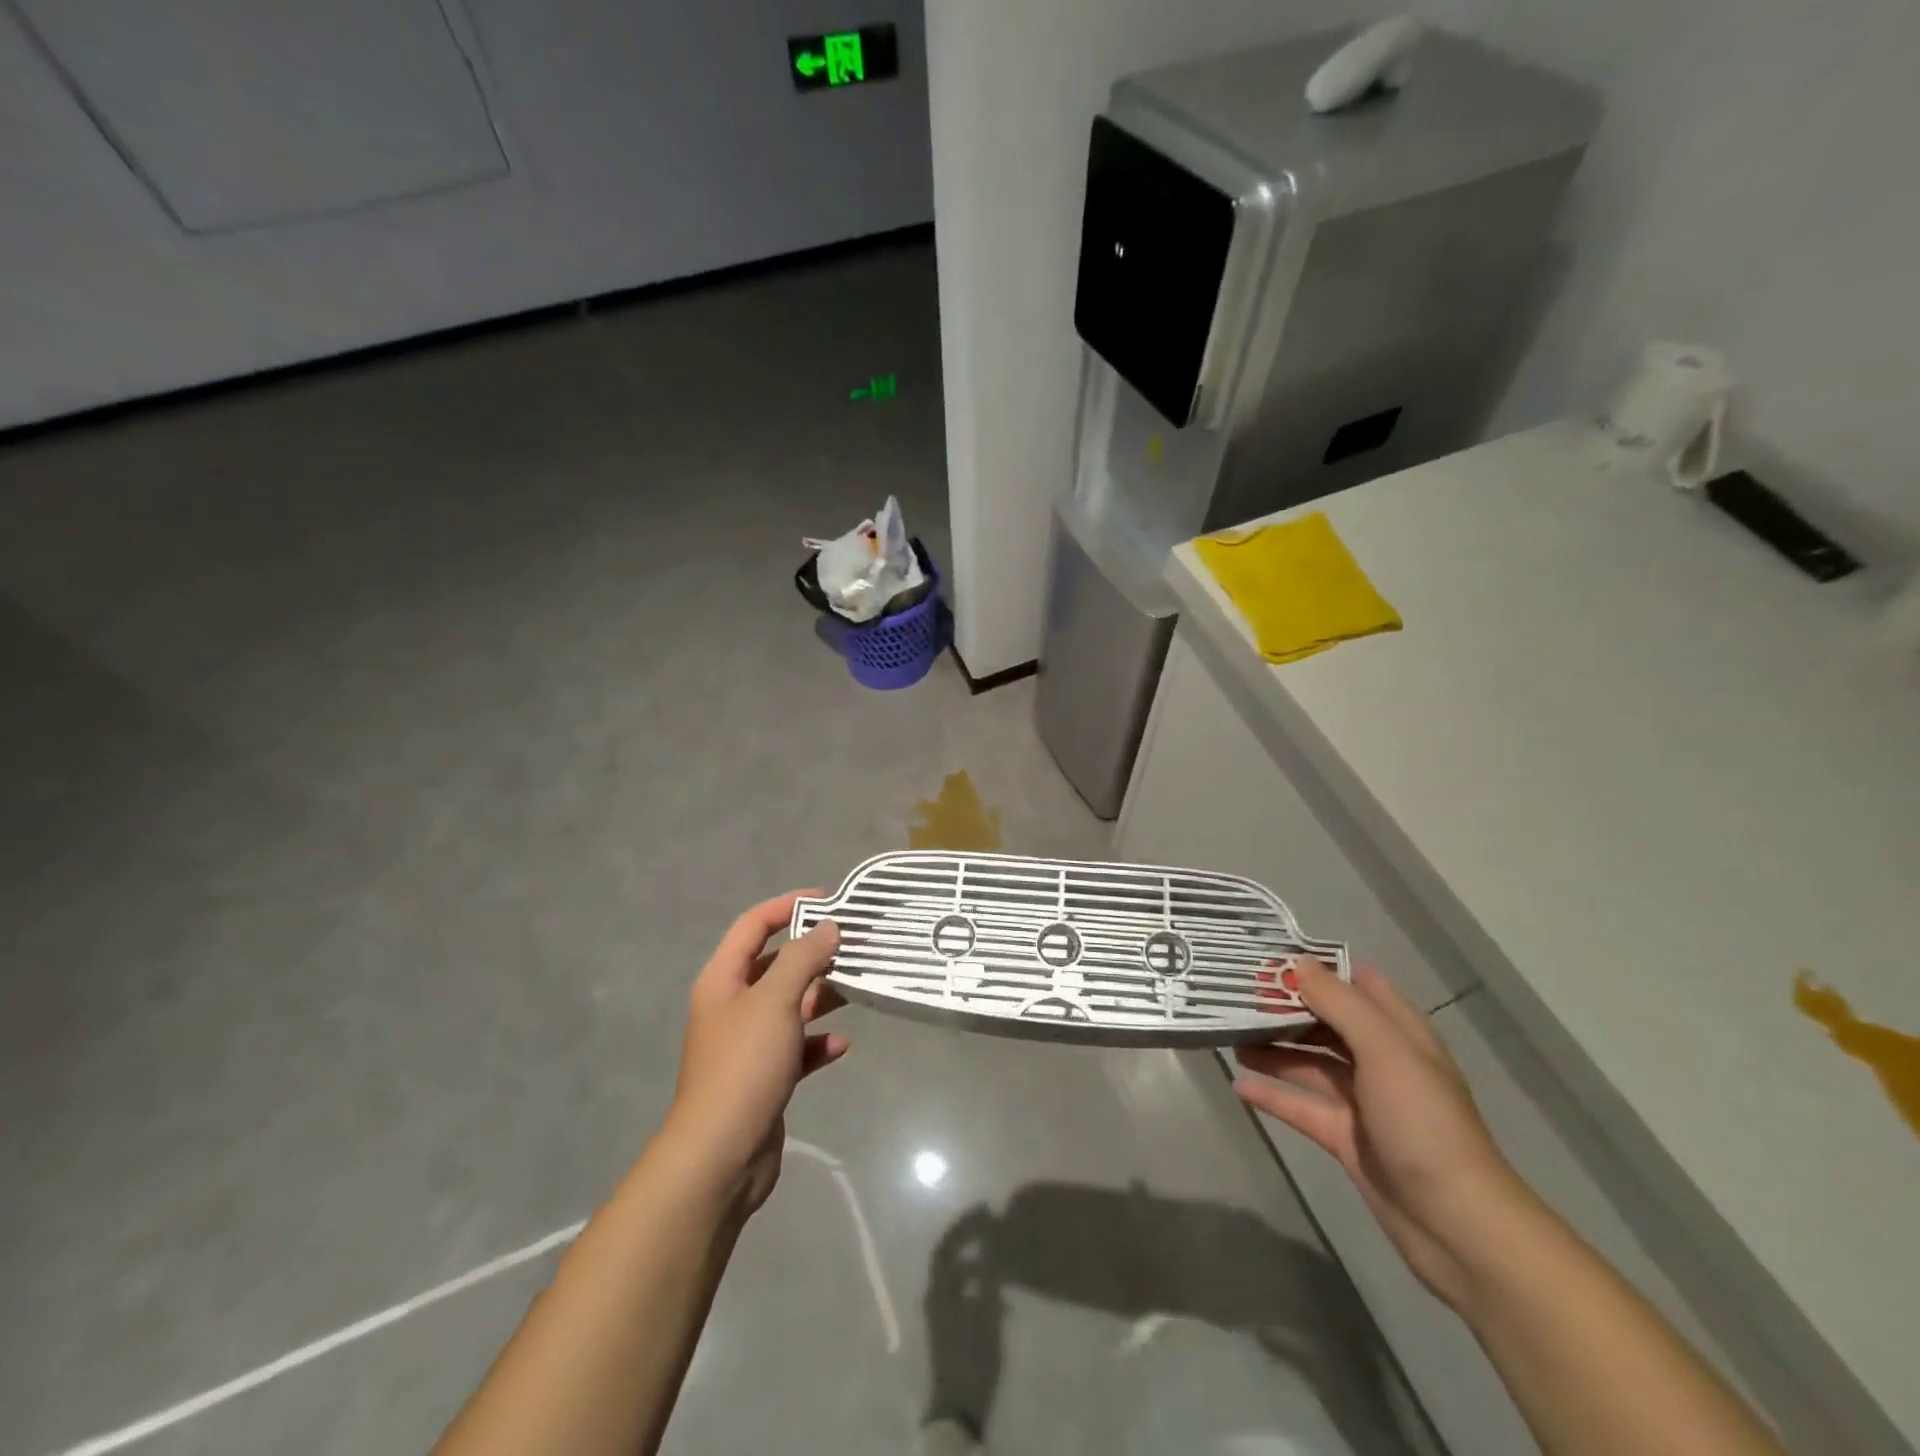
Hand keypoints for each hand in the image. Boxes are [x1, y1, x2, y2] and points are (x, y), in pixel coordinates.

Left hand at [661, 891, 848, 1215]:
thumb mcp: (776, 1000)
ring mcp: (748, 1044)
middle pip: (775, 965)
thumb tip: (827, 928)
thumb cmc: (744, 1065)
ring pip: (790, 1005)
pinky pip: (796, 1047)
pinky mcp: (765, 1077)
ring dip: (821, 996)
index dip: (787, 906)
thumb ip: (803, 958)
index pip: (753, 925)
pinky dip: (817, 1042)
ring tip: (857, 987)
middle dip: (812, 953)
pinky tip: (841, 1044)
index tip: (828, 900)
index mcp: (723, 980)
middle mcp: (732, 1006)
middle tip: (854, 944)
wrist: (721, 1156)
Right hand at [1234, 959, 1535, 1310]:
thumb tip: (1298, 964)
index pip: (1356, 983)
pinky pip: (1301, 1106)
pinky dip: (1272, 1095)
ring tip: (1229, 1035)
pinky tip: (1238, 1085)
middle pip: (1326, 1022)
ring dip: (1273, 1048)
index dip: (1317, 967)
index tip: (1269, 956)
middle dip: (1285, 1007)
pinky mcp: (1346, 1138)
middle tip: (1235, 994)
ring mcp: (1363, 1101)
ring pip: (1309, 1063)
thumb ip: (1340, 1004)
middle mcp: (1381, 1061)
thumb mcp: (1385, 1051)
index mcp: (1399, 1033)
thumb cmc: (1424, 1123)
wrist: (1457, 1225)